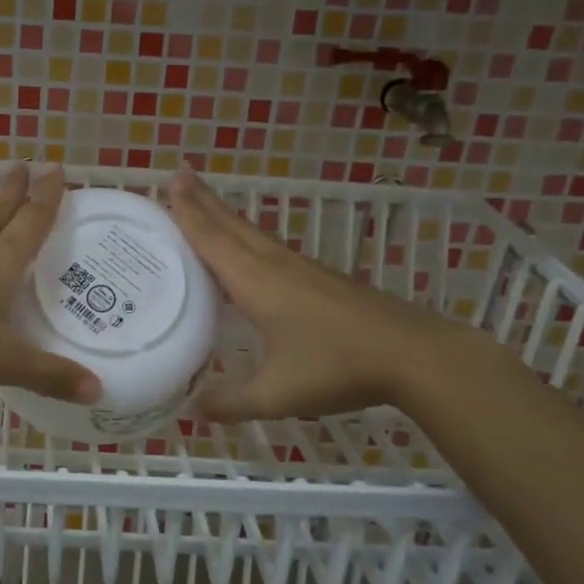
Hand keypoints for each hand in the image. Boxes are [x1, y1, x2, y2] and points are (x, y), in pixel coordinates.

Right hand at [163, 168, 459, 420]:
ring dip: (225, 214)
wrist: (413, 354)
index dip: (188, 211)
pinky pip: (269, 247)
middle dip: (203, 200)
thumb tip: (192, 409)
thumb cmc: (338, 366)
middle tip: (179, 174)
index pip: (212, 239)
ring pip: (253, 233)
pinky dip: (247, 237)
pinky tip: (250, 250)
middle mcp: (274, 266)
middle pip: (231, 225)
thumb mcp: (277, 394)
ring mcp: (301, 269)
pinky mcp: (320, 278)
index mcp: (256, 283)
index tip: (170, 180)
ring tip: (205, 202)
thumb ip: (231, 402)